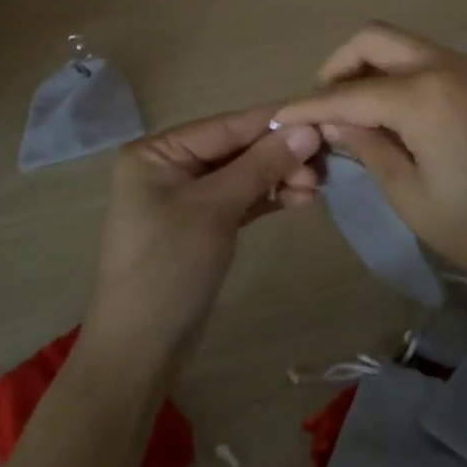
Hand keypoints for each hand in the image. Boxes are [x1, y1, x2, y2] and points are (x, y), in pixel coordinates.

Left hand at [81, 105, 322, 383]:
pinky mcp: (203, 224)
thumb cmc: (170, 267)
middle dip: (280, 155)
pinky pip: (242, 199)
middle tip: (324, 165)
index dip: (274, 121)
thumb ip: (261, 165)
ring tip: (319, 186)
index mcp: (158, 151)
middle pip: (237, 148)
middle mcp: (170, 165)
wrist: (141, 350)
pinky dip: (270, 198)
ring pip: (244, 174)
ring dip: (280, 177)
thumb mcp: (215, 209)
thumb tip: (307, 129)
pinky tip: (304, 199)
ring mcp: (187, 196)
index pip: (226, 125)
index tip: (321, 116)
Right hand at [272, 23, 466, 315]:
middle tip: (322, 107)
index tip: (278, 116)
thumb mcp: (411, 196)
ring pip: (403, 43)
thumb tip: (332, 119)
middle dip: (338, 65)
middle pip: (375, 38)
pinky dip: (399, 73)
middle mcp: (447, 65)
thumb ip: (367, 146)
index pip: (348, 92)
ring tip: (351, 112)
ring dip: (370, 66)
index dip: (308, 105)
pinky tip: (391, 112)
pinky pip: (429, 59)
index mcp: (425, 96)